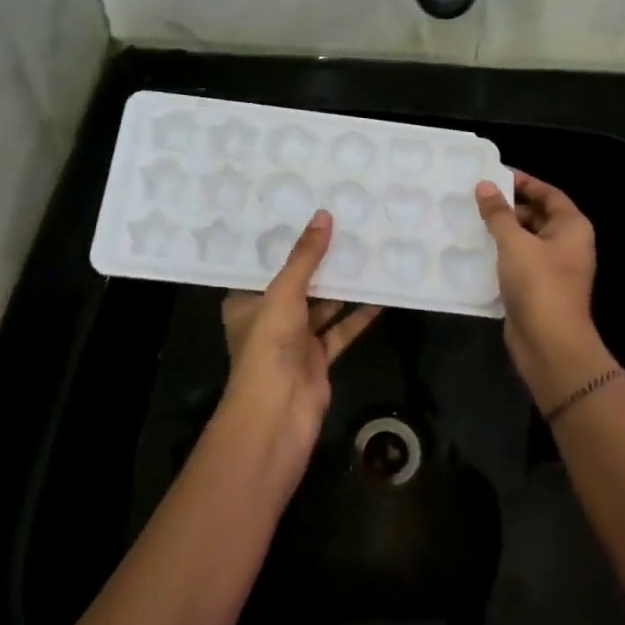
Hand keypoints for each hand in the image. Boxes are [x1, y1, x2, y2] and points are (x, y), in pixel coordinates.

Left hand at [220, 209, 380, 457]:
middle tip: (343, 225)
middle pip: (297, 283)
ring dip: (341, 286)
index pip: (263, 265)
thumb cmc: (269, 345)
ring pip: (322, 306)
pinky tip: (379, 294)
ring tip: (365, 252)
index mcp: (246, 302)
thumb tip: (323, 215)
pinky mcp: (318, 358)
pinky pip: (340, 330)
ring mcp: (294, 340)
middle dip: (318, 261)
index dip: (283, 242)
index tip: (304, 213)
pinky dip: (358, 315)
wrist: (279, 412)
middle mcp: (268, 318)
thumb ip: (305, 257)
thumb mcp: (284, 292)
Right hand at [476, 170, 611, 407]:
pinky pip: (517, 262)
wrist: (549, 343)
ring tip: (469, 221)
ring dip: (501, 232)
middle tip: (474, 199)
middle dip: (508, 207)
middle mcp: (566, 244)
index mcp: (571, 227)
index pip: (548, 193)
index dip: (523, 182)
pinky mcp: (536, 288)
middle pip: (536, 215)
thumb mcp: (515, 243)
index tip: (493, 175)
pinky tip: (474, 250)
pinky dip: (500, 255)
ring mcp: (552, 268)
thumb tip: (484, 185)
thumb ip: (498, 213)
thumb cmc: (539, 284)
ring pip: (524, 240)